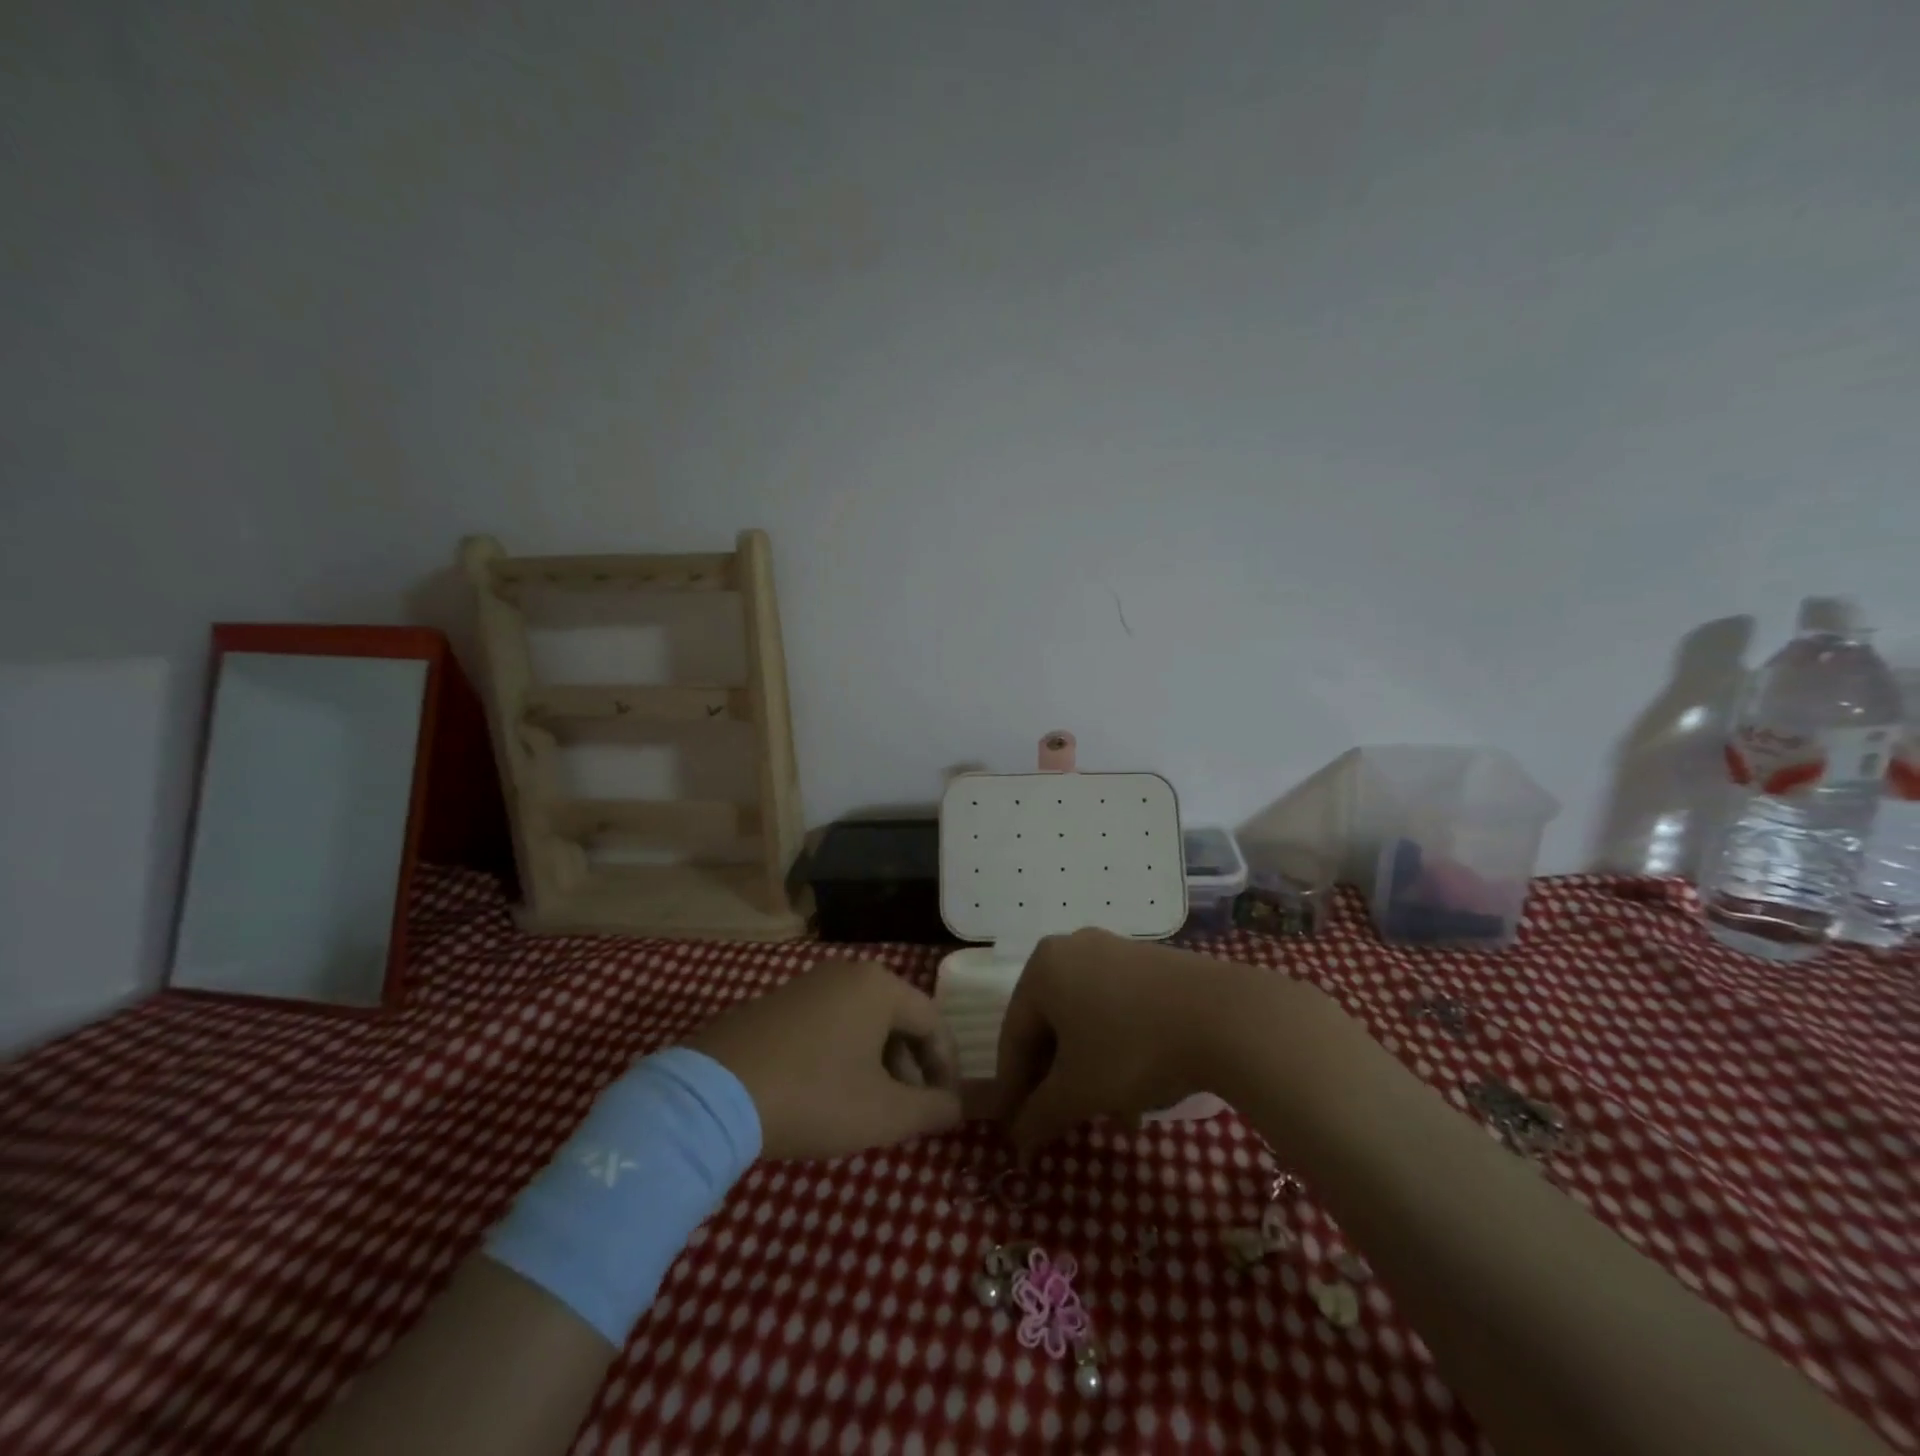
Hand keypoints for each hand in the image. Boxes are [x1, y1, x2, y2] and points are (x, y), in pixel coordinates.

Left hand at [688, 958, 962, 1159]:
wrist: (714, 1096)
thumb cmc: (815, 1096)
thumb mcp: (884, 1114)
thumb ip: (933, 1109)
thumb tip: (958, 1106)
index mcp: (879, 986)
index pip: (934, 1022)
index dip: (947, 1068)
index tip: (946, 1109)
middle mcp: (846, 973)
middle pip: (897, 1020)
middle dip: (910, 1069)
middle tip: (908, 1113)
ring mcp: (807, 985)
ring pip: (862, 1024)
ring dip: (877, 1066)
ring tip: (870, 1110)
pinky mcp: (776, 1004)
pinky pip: (828, 1026)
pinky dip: (842, 1058)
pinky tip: (828, 1096)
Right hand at [994, 929, 1277, 1159]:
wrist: (1224, 1016)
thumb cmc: (1132, 1049)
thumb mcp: (1079, 1091)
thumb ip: (1040, 1115)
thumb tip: (1017, 1141)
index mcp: (1042, 968)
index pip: (1013, 1035)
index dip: (1012, 1089)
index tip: (1015, 1130)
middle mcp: (1072, 949)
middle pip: (1050, 1026)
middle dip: (1057, 1082)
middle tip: (1062, 1124)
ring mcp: (1114, 951)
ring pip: (1086, 1021)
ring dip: (1090, 1072)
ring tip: (1114, 1119)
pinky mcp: (1149, 963)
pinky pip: (1117, 1009)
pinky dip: (1118, 1050)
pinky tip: (1140, 1092)